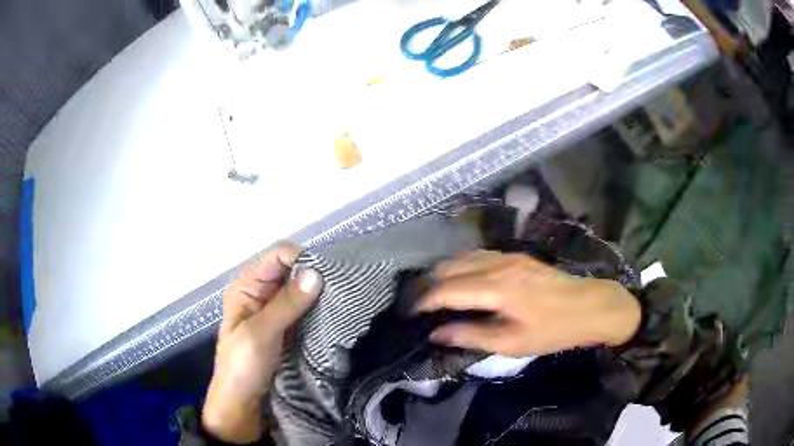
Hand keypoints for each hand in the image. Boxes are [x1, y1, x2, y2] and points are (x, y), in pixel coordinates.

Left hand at [203, 243, 322, 443]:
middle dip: (313, 274)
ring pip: (301, 288)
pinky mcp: (287, 325)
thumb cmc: (243, 365)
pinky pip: (305, 307)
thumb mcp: (260, 333)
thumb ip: (286, 304)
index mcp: (246, 286)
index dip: (301, 259)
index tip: (328, 273)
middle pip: (291, 269)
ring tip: (343, 297)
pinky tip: (334, 310)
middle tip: (342, 285)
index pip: (277, 256)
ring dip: (318, 291)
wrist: (242, 400)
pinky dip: (318, 307)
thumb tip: (316, 273)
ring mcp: (274, 309)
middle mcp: (261, 291)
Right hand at [416, 251, 640, 356]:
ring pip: (461, 257)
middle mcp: (497, 264)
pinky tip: (458, 280)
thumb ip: (471, 336)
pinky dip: (459, 266)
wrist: (589, 305)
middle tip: (415, 305)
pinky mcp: (514, 255)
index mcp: (496, 288)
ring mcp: (506, 256)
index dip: (423, 301)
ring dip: (442, 273)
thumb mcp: (512, 343)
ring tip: (431, 293)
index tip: (408, 315)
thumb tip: (435, 334)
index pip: (446, 289)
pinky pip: (476, 255)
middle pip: (448, 267)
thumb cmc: (553, 329)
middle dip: (427, 285)